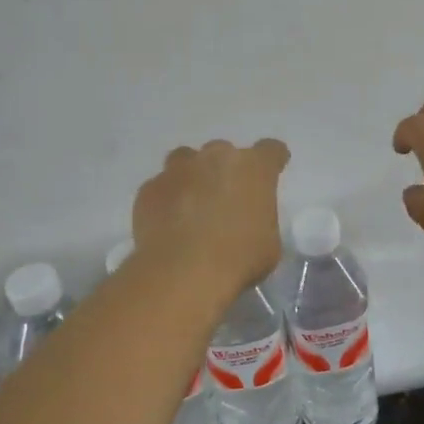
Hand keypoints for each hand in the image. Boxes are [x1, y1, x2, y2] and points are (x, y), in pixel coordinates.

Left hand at [132, 138, 289, 294]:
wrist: (183, 273)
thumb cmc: (239, 258)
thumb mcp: (269, 243)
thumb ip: (260, 219)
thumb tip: (248, 222)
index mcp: (254, 168)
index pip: (271, 150)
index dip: (273, 161)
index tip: (271, 173)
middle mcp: (216, 157)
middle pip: (224, 152)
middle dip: (226, 171)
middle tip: (226, 199)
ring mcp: (178, 170)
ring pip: (186, 160)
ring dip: (192, 176)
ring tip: (191, 205)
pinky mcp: (150, 189)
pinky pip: (161, 187)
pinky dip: (166, 200)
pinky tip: (167, 224)